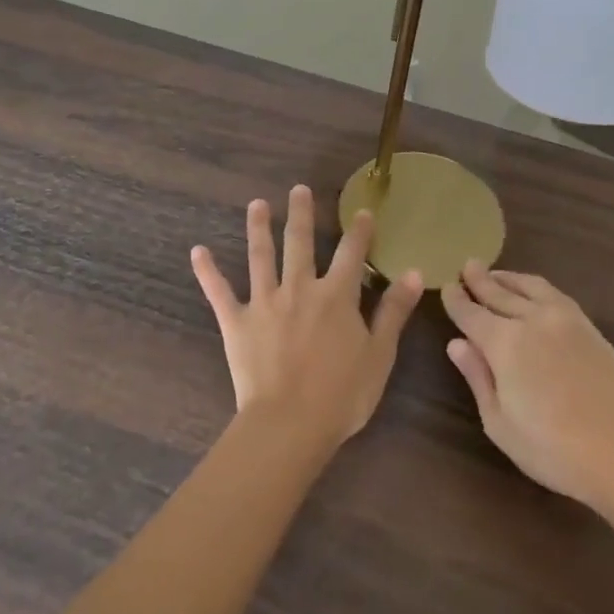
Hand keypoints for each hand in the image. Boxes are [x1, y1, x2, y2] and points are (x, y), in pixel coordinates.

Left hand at [192, 186, 423, 454]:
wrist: (290, 425)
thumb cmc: (342, 395)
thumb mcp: (380, 354)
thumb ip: (394, 311)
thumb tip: (414, 272)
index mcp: (336, 296)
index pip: (351, 253)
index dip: (359, 231)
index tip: (362, 211)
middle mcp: (300, 288)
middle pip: (301, 242)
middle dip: (301, 213)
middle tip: (298, 188)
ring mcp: (265, 302)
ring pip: (261, 256)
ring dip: (259, 228)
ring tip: (257, 204)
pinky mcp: (237, 322)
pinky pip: (220, 292)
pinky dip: (208, 271)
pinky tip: (198, 251)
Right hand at [442, 263, 613, 508]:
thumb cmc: (551, 449)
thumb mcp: (499, 422)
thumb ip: (477, 377)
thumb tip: (456, 343)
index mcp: (505, 343)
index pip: (471, 313)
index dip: (456, 300)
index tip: (446, 286)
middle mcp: (532, 320)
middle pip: (499, 292)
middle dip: (479, 280)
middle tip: (466, 266)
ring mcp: (564, 319)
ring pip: (529, 287)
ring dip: (508, 278)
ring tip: (495, 274)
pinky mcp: (588, 327)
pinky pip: (554, 294)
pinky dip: (535, 286)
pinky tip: (532, 291)